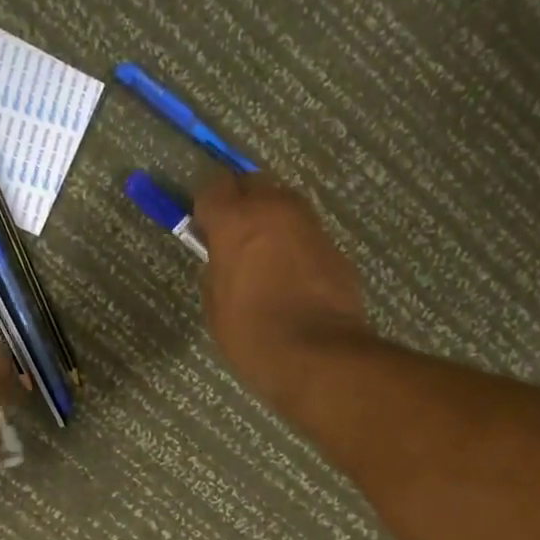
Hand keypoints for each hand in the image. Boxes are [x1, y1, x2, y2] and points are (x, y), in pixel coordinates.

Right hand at [192, 172, 371, 413]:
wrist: (318, 355)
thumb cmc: (253, 334)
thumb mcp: (216, 304)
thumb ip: (217, 269)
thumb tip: (225, 259)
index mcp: (236, 221)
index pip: (213, 188)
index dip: (207, 209)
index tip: (205, 231)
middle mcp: (275, 209)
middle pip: (254, 184)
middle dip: (242, 203)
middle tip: (234, 237)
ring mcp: (310, 225)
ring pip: (284, 204)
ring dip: (271, 220)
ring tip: (264, 256)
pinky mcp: (334, 247)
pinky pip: (305, 234)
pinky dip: (295, 245)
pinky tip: (292, 277)